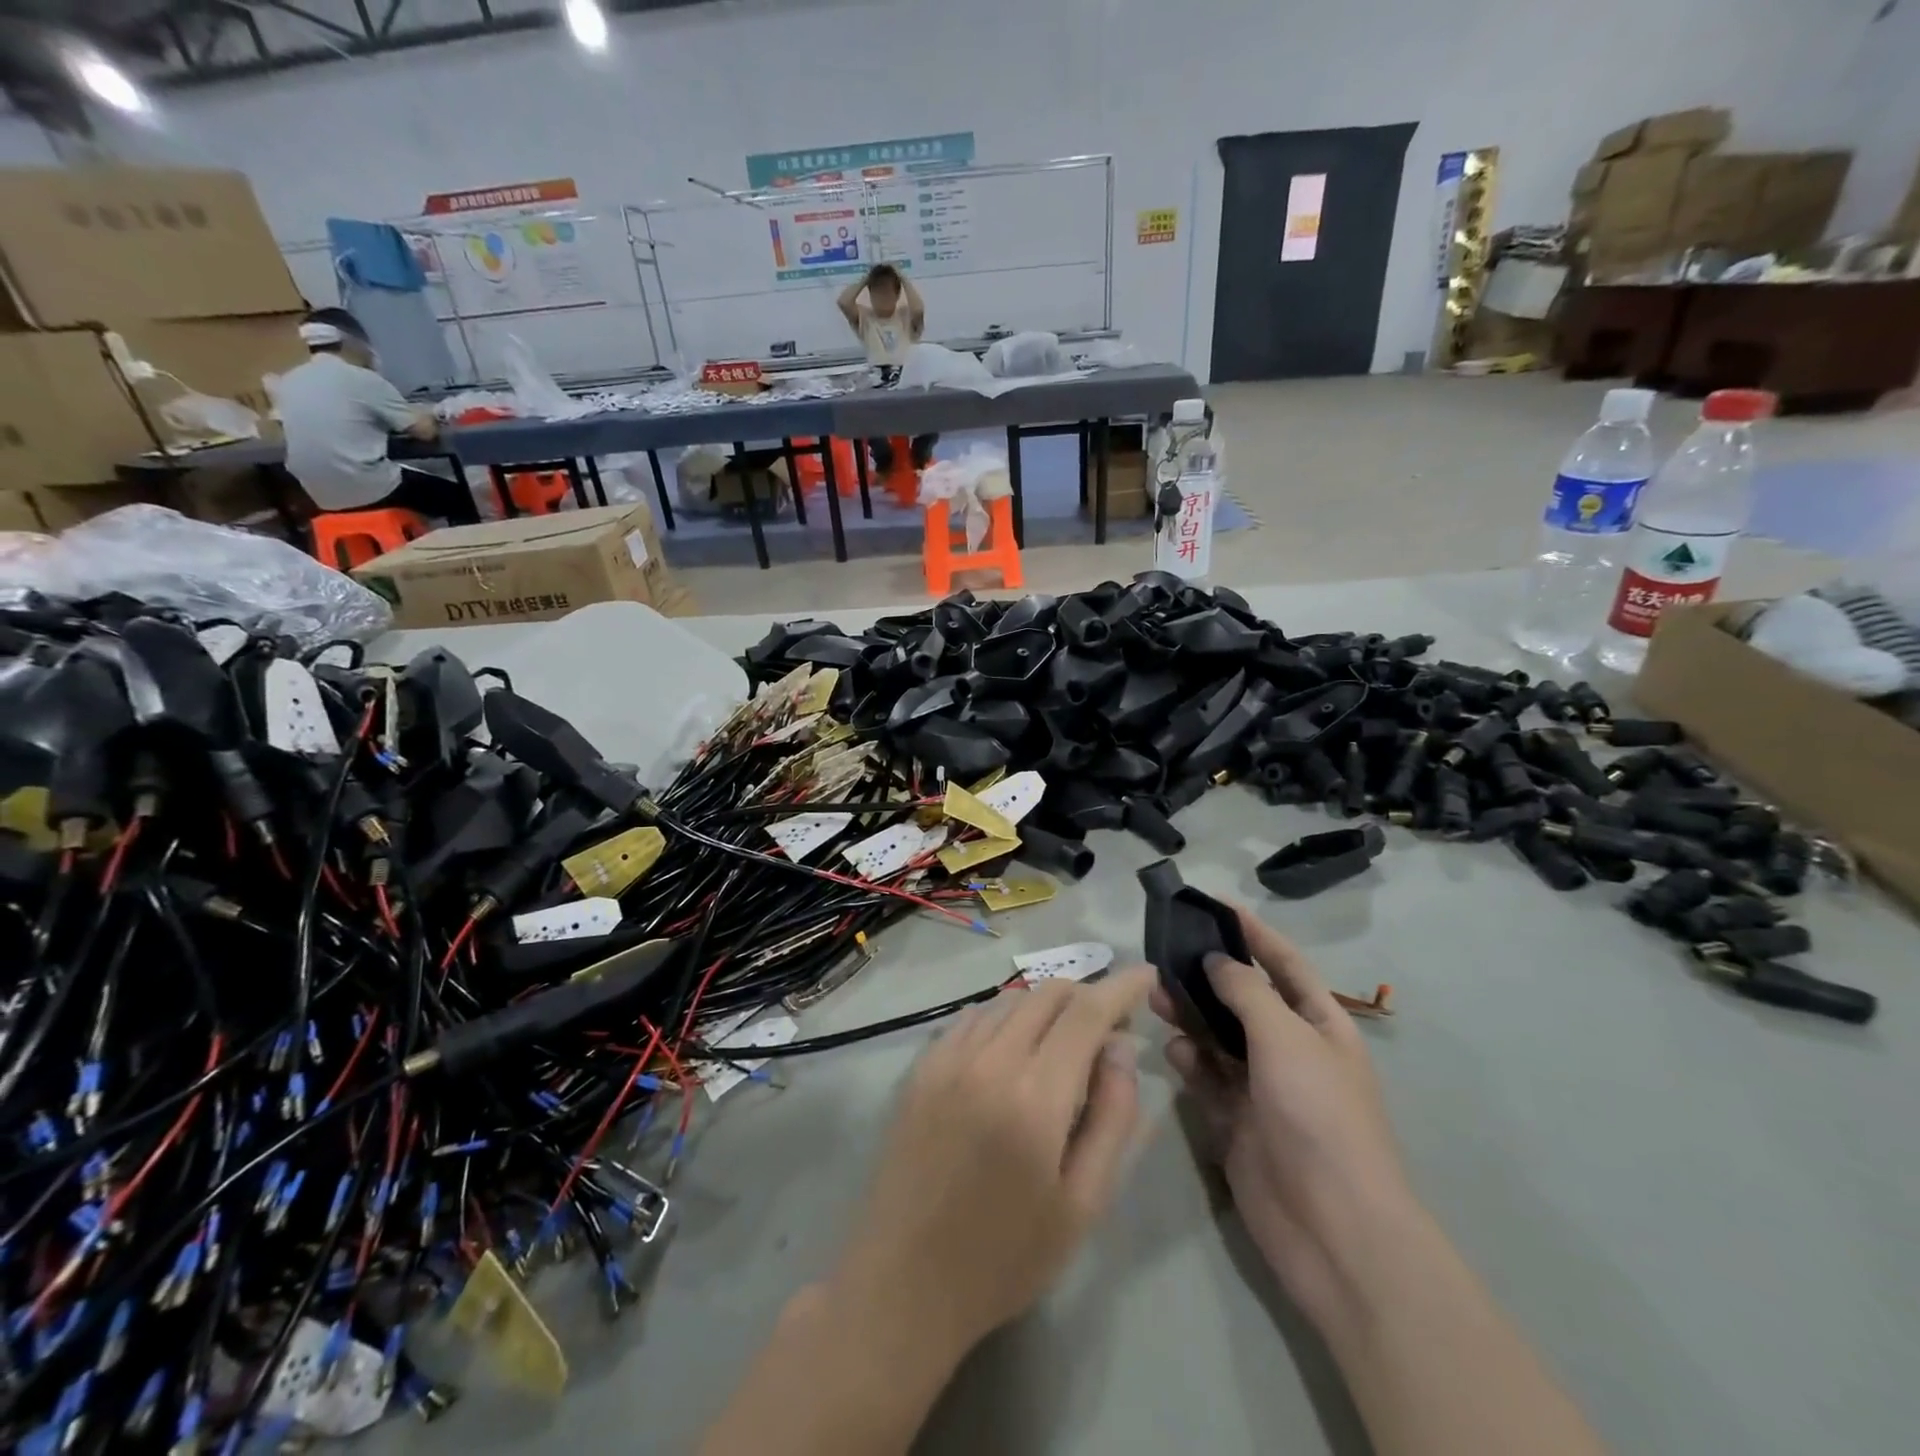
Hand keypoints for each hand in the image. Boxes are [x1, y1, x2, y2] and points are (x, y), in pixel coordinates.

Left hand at [827, 969, 1152, 1362]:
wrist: (905, 1281)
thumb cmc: (1006, 1255)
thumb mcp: (1083, 1203)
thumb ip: (1112, 1117)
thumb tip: (1121, 1048)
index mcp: (1035, 1097)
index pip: (1087, 1013)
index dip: (1121, 987)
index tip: (1146, 975)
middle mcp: (989, 1060)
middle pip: (1048, 995)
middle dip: (1087, 996)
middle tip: (1109, 1028)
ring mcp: (947, 1058)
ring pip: (1010, 1001)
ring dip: (1047, 1007)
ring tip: (1064, 1042)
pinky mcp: (921, 1066)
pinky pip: (972, 1018)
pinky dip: (1005, 1018)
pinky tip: (1013, 1049)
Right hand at [1151, 910, 1413, 1324]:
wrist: (1332, 1226)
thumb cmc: (1318, 1114)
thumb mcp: (1286, 1037)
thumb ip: (1246, 991)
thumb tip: (1216, 959)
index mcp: (1319, 1024)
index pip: (1283, 963)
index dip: (1253, 932)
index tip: (1213, 904)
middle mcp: (1290, 1050)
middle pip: (1242, 998)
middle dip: (1207, 976)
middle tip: (1164, 956)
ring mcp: (1262, 1087)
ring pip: (1217, 1037)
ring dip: (1190, 1016)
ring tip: (1158, 999)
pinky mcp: (1235, 1120)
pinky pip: (1206, 1078)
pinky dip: (1189, 1062)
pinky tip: (1174, 1053)